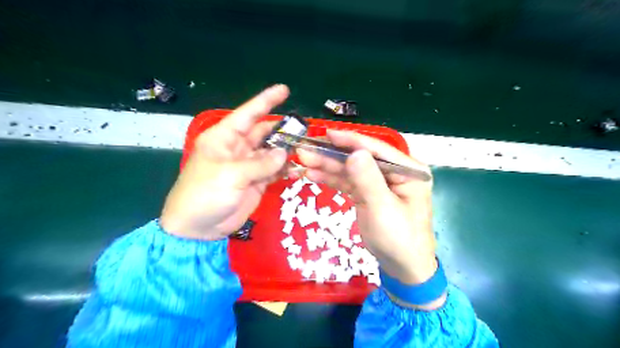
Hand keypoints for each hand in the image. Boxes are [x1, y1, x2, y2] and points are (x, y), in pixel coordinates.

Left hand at [161, 85, 293, 239]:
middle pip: (263, 132)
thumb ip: (261, 164)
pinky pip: (274, 170)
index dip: (266, 101)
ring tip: (306, 148)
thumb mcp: (231, 176)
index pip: (247, 114)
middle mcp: (237, 148)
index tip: (284, 90)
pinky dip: (285, 169)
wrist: (197, 228)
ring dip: (287, 150)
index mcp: (224, 138)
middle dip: (282, 129)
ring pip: (271, 152)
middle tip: (304, 128)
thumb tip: (285, 153)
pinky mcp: (255, 182)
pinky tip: (298, 169)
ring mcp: (247, 166)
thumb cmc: (205, 194)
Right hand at [298, 129, 442, 307]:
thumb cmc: (399, 238)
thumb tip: (355, 152)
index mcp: (408, 170)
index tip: (327, 133)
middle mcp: (394, 172)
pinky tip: (313, 174)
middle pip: (359, 158)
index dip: (350, 140)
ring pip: (350, 170)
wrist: (402, 267)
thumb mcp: (383, 208)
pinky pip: (348, 183)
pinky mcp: (368, 194)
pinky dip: (331, 179)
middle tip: (306, 149)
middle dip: (332, 155)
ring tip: (303, 160)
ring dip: (327, 166)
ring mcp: (379, 182)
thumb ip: (368, 179)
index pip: (376, 149)